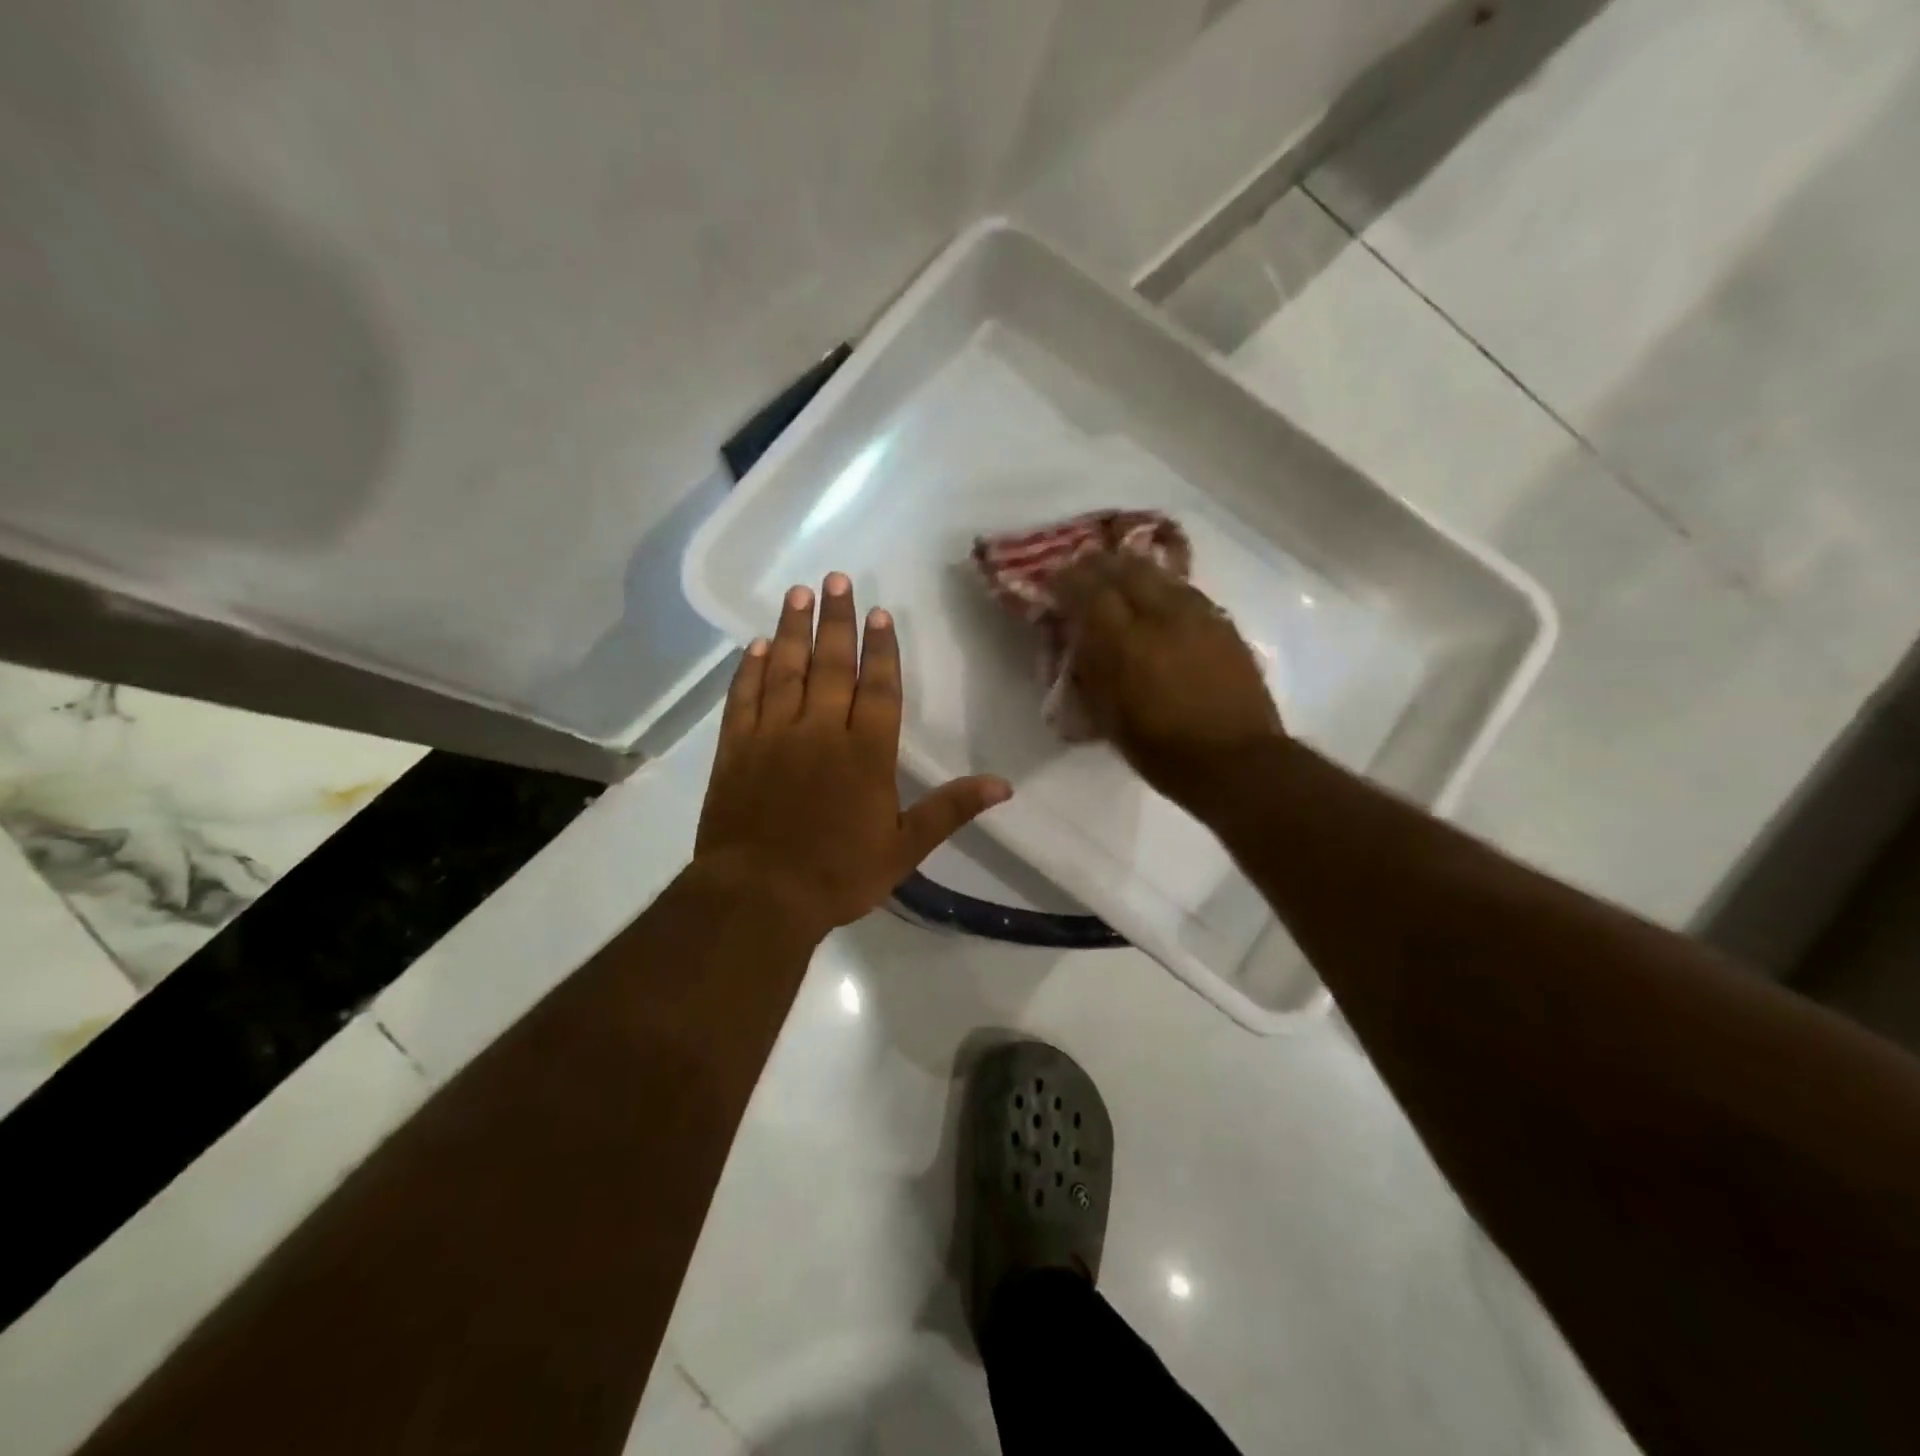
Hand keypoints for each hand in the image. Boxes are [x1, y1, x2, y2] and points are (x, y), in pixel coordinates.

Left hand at [693, 572, 1011, 939]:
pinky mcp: (736, 749)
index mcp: (865, 753)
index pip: (877, 687)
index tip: (878, 612)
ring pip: (786, 670)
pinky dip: (750, 669)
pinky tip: (758, 645)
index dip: (880, 648)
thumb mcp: (905, 848)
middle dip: (836, 620)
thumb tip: (1004, 786)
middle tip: (835, 580)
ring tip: (800, 593)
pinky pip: (744, 698)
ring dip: (793, 630)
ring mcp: (774, 736)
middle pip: (831, 664)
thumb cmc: (838, 875)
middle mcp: (820, 731)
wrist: (759, 897)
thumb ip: (950, 809)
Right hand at [1054, 551, 1283, 811]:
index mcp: (1125, 643)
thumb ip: (1091, 670)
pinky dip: (1165, 589)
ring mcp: (1198, 616)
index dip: (1069, 579)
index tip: (1056, 578)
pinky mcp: (1224, 625)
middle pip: (1127, 569)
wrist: (1236, 762)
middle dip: (1102, 565)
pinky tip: (1160, 600)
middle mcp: (1161, 617)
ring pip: (1160, 575)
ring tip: (1121, 576)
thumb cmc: (1162, 751)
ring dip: (1135, 571)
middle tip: (1086, 568)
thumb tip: (1079, 639)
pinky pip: (1187, 593)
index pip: (1089, 590)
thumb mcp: (1108, 717)